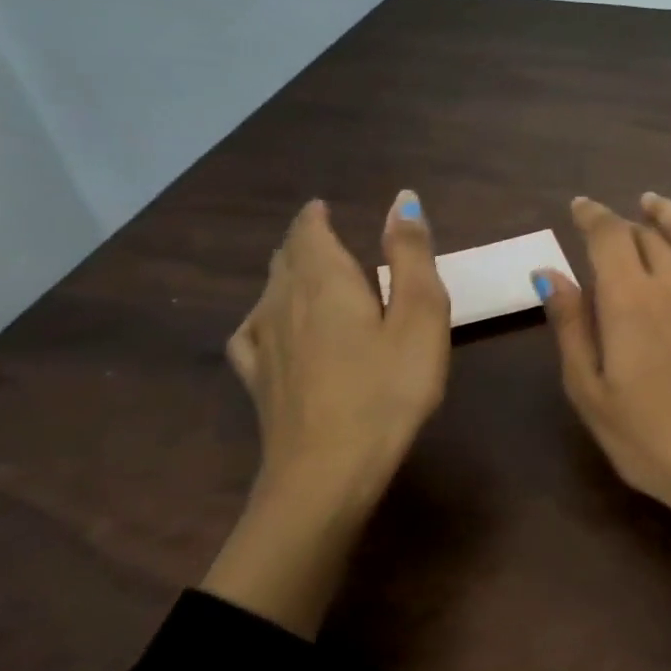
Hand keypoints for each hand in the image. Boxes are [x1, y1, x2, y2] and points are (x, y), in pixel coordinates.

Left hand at [203, 190, 448, 637]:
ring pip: (267, 292)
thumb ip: (411, 256)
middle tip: (323, 237)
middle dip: (303, 242)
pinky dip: (262, 316)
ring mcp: (264, 343)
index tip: (325, 209)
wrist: (328, 472)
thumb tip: (401, 198)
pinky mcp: (258, 381)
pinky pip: (251, 332)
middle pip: (285, 258)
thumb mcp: (420, 318)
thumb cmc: (388, 391)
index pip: (310, 231)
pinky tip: (267, 327)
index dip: (317, 217)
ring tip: (304, 274)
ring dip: (285, 274)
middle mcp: (284, 302)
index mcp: (326, 280)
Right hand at [536, 192, 670, 544]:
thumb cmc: (652, 441)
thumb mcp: (591, 394)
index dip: (591, 216)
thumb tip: (549, 274)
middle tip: (612, 230)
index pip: (607, 236)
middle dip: (624, 225)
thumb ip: (571, 328)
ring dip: (669, 212)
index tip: (580, 209)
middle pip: (647, 234)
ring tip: (653, 203)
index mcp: (630, 301)